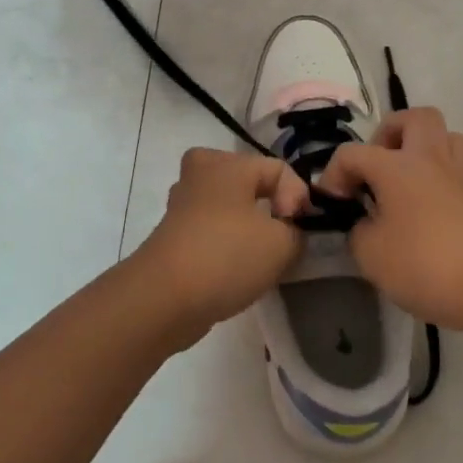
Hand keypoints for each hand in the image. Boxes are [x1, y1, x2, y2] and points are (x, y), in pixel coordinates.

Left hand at [134, 148, 310, 346]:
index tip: (299, 231)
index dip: (299, 198)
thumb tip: (290, 231)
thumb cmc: (226, 256)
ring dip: (250, 228)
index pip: (278, 169)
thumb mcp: (281, 244)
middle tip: (283, 237)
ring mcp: (182, 204)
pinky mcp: (173, 233)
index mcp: (226, 163)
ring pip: (230, 207)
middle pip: (250, 183)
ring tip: (263, 258)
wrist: (163, 299)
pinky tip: (238, 269)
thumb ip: (297, 231)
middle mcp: (199, 173)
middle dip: (272, 208)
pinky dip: (229, 243)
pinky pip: (213, 228)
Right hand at [315, 108, 462, 334]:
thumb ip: (357, 229)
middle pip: (412, 118)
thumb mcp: (369, 253)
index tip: (332, 205)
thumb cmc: (423, 263)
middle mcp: (428, 158)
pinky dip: (438, 175)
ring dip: (421, 148)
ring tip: (404, 178)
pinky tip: (425, 202)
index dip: (333, 175)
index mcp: (395, 166)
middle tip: (376, 168)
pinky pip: (456, 166)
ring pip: (444, 136)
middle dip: (388, 134)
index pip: (351, 153)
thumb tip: (363, 221)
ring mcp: (458, 175)